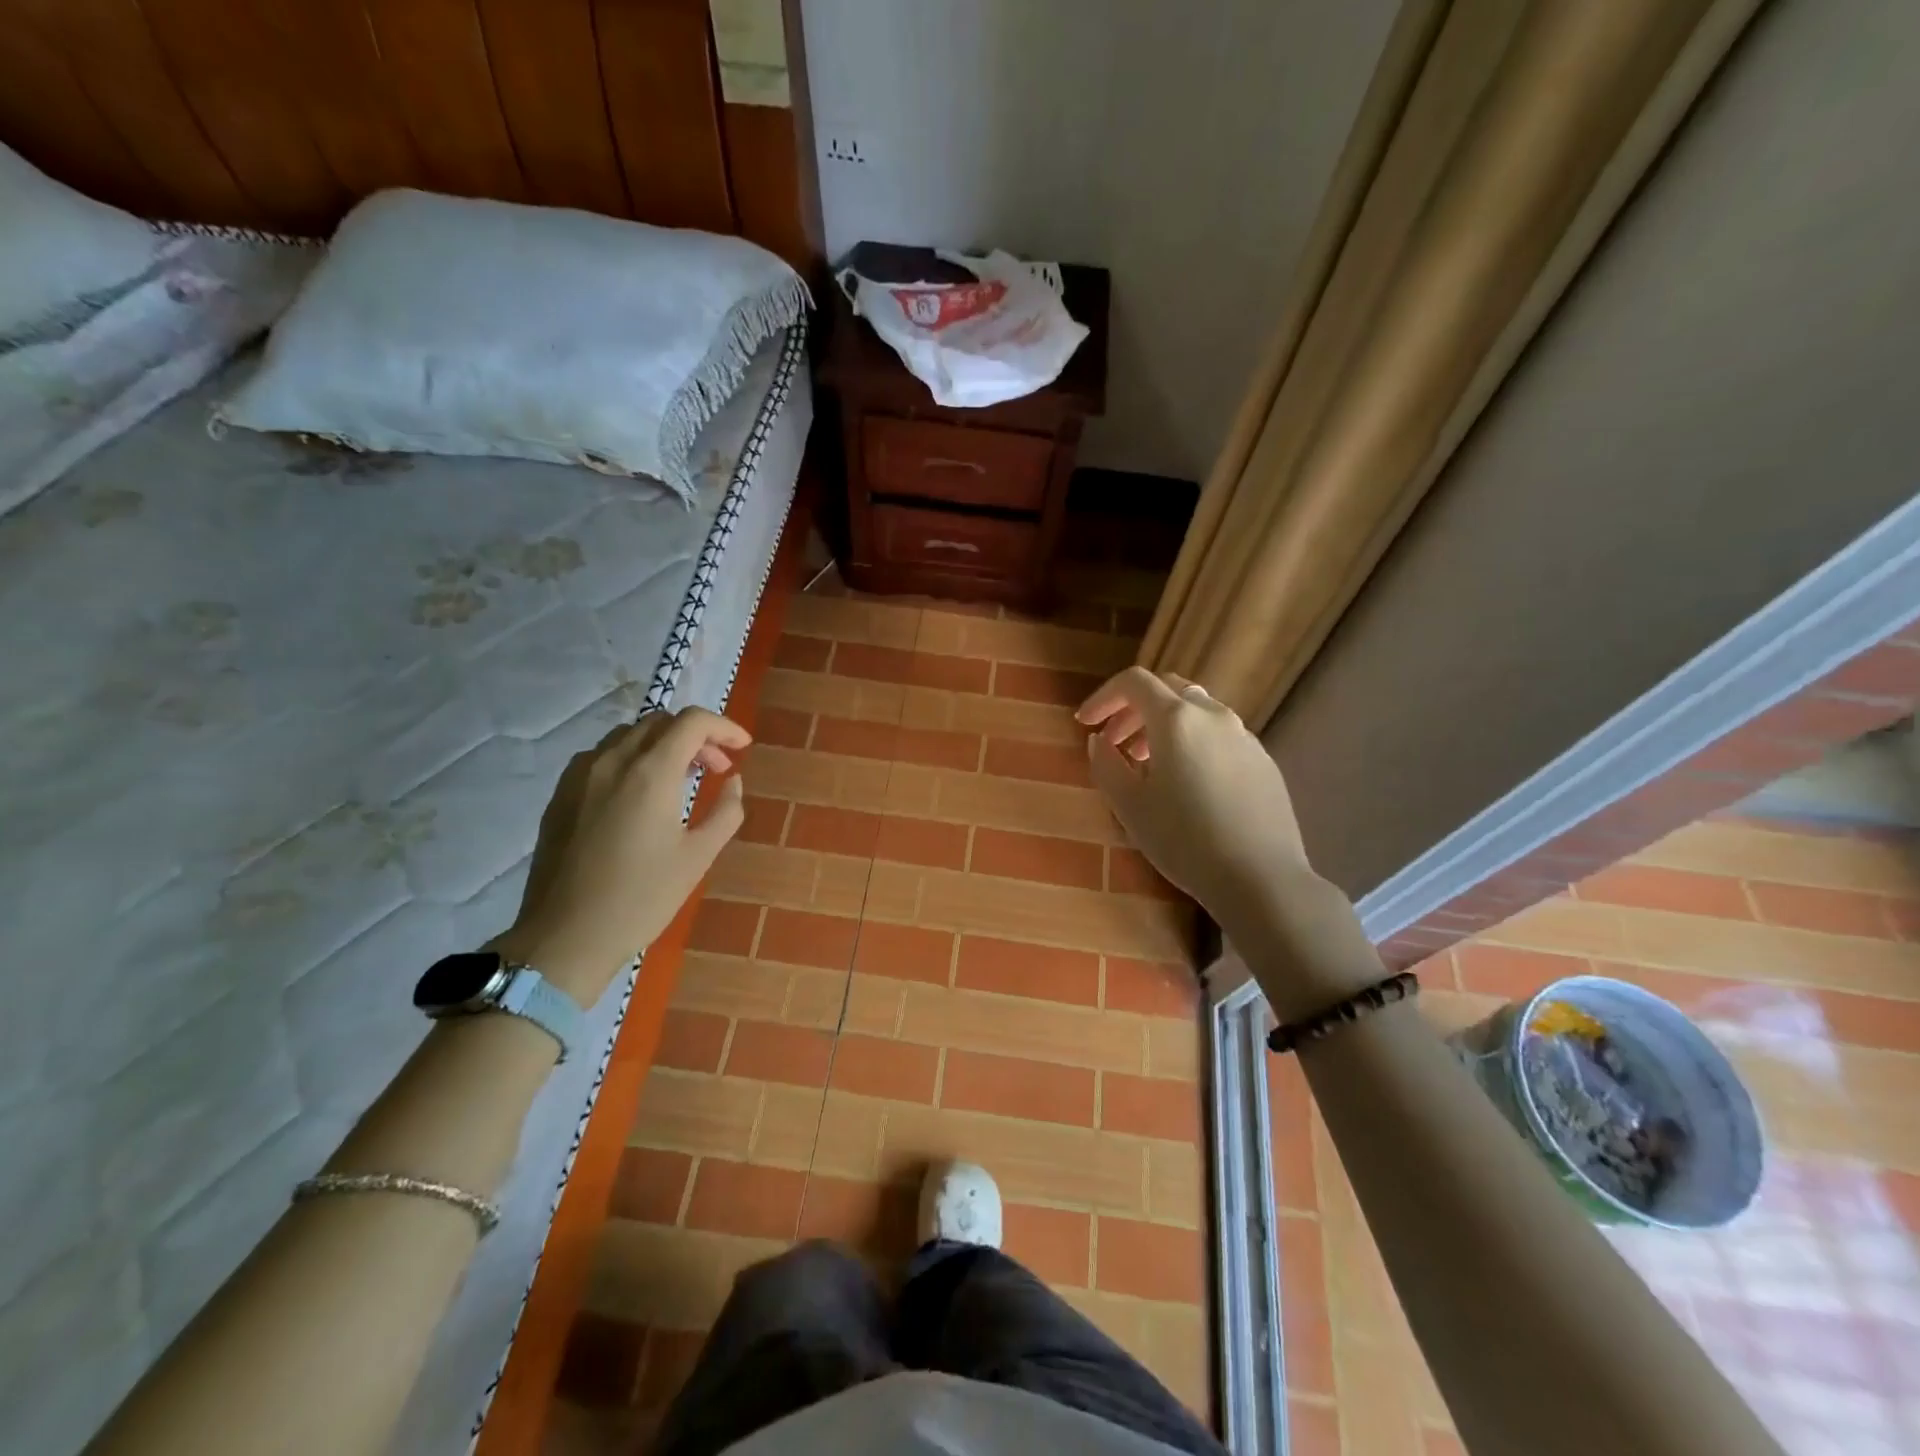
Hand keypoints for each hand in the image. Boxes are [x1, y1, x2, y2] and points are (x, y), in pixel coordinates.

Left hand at [493, 707, 750, 1004]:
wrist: (566, 938)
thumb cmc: (641, 898)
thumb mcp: (698, 857)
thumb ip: (726, 811)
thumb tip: (732, 781)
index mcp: (650, 774)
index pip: (692, 722)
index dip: (724, 727)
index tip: (743, 747)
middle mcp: (611, 762)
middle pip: (660, 723)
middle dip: (696, 737)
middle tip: (717, 769)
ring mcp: (579, 776)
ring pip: (628, 736)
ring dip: (663, 746)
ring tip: (681, 779)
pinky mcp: (560, 795)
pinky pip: (602, 757)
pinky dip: (632, 760)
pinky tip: (640, 795)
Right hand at [1077, 668, 1380, 1017]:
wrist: (1260, 878)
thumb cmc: (1184, 840)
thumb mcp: (1129, 805)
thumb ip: (1106, 764)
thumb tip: (1099, 740)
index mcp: (1176, 719)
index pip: (1133, 682)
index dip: (1103, 697)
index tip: (1085, 723)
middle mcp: (1213, 715)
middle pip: (1167, 690)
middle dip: (1133, 709)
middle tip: (1114, 743)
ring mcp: (1244, 736)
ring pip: (1196, 711)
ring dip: (1164, 726)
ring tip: (1148, 764)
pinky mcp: (1263, 760)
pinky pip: (1219, 735)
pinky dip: (1192, 741)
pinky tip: (1187, 782)